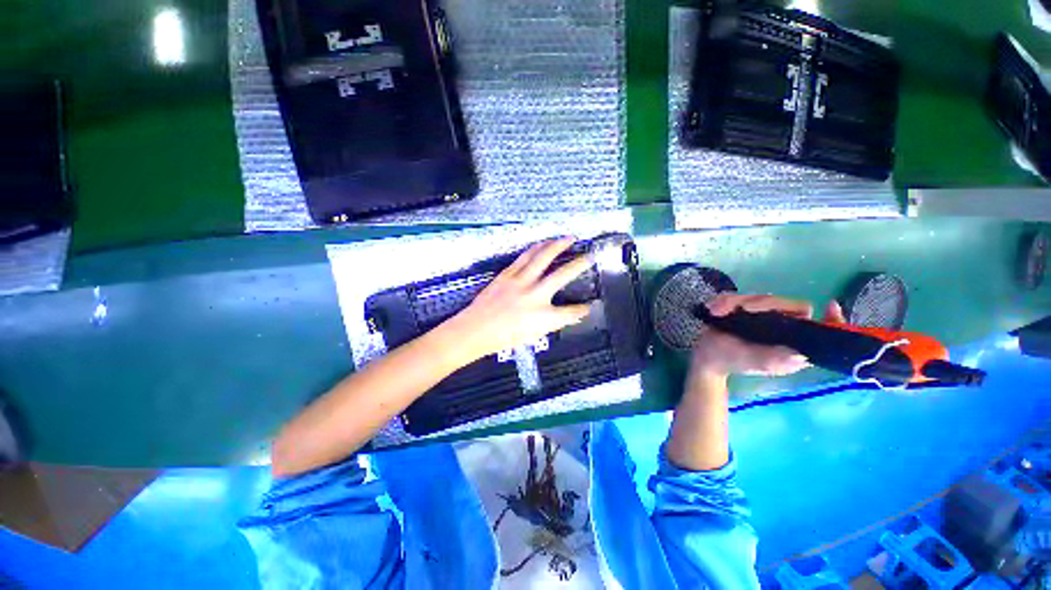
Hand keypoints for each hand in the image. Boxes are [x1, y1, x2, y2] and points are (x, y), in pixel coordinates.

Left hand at [442, 238, 592, 362]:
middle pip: (562, 275)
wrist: (475, 329)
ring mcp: (521, 282)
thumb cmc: (503, 338)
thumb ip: (553, 323)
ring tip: (569, 238)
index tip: (589, 306)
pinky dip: (537, 248)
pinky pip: (525, 256)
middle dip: (579, 264)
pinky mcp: (508, 274)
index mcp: (543, 317)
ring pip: (543, 258)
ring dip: (558, 246)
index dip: (582, 309)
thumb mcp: (533, 335)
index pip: (571, 312)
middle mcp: (535, 295)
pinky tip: (543, 243)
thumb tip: (568, 315)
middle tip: (590, 255)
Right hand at [691, 293, 846, 379]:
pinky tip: (714, 309)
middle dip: (761, 303)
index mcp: (792, 344)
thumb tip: (801, 355)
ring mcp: (763, 317)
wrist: (706, 357)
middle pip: (785, 304)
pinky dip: (725, 301)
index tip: (830, 305)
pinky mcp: (744, 310)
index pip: (819, 328)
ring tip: (717, 311)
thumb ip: (773, 359)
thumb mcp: (753, 363)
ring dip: (735, 301)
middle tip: (741, 309)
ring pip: (759, 298)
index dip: (830, 319)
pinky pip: (739, 297)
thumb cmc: (730, 361)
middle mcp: (782, 328)